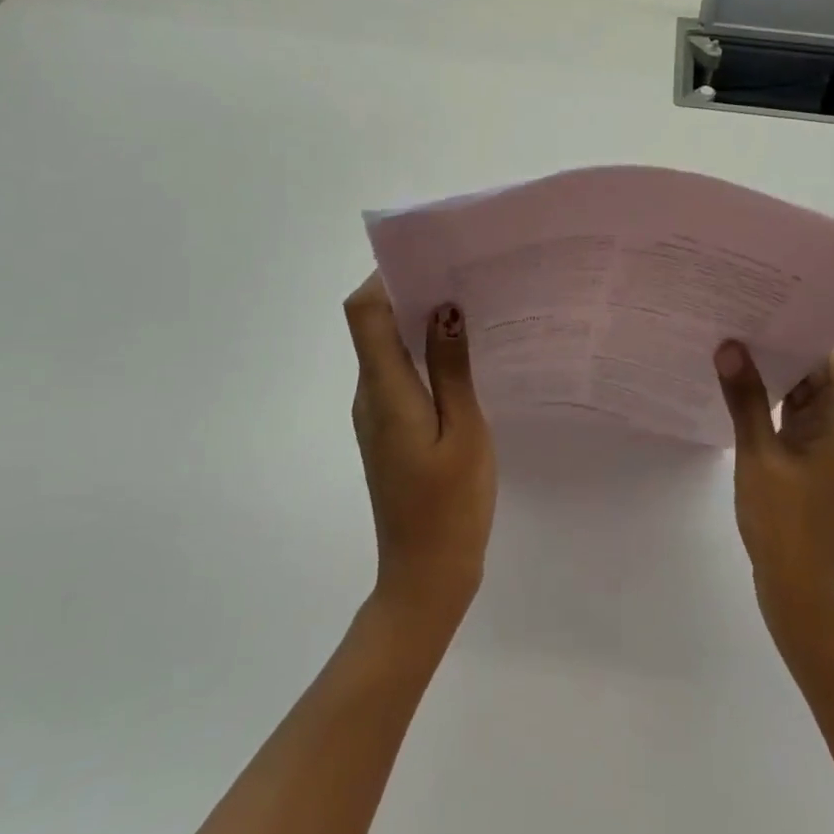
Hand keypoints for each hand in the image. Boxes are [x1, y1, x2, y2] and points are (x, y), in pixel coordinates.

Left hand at [344, 274, 495, 633]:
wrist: (426, 574)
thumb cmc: (450, 504)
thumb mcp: (464, 430)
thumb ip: (451, 366)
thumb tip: (444, 306)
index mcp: (384, 389)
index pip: (363, 312)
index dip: (386, 276)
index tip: (431, 259)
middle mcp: (369, 393)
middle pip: (372, 324)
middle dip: (409, 291)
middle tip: (462, 275)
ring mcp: (375, 413)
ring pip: (385, 348)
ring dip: (417, 322)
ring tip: (469, 306)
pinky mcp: (388, 429)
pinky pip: (398, 374)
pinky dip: (421, 354)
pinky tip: (462, 357)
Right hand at [715, 327, 833, 643]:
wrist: (806, 597)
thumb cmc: (790, 527)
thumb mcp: (760, 458)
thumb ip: (745, 398)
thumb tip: (728, 345)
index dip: (817, 312)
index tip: (776, 289)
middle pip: (826, 357)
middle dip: (788, 330)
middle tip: (741, 302)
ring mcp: (830, 437)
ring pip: (808, 381)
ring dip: (777, 360)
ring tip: (731, 330)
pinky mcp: (812, 453)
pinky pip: (795, 407)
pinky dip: (772, 390)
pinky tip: (734, 377)